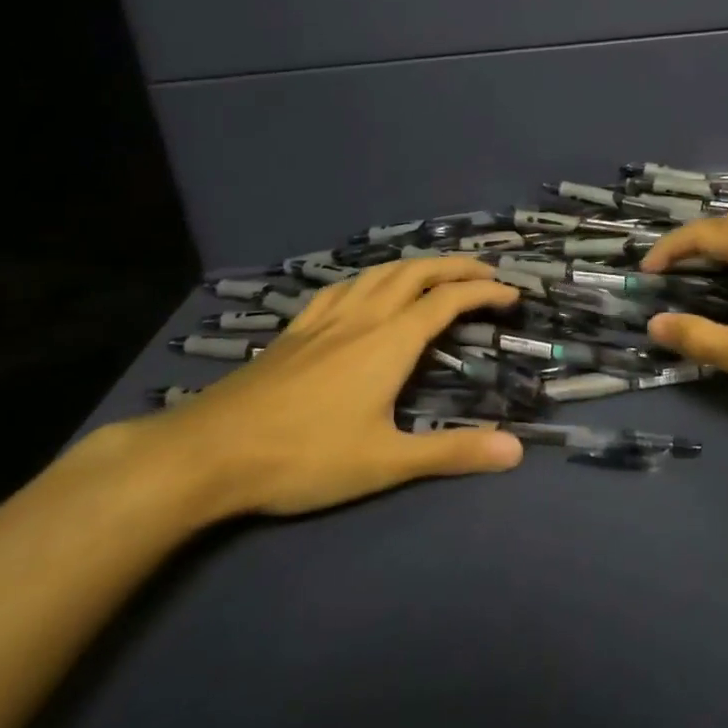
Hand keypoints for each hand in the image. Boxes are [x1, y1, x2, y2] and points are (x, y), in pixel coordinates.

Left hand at [141, 258, 524, 520]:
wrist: (210, 452)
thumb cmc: (304, 456)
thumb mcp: (385, 462)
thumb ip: (452, 453)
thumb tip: (517, 450)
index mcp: (390, 341)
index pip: (448, 300)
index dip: (484, 291)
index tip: (513, 294)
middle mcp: (363, 317)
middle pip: (416, 272)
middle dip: (456, 266)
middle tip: (485, 271)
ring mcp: (325, 319)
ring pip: (379, 273)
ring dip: (416, 265)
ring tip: (435, 273)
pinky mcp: (296, 330)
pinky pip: (342, 287)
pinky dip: (370, 277)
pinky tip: (365, 289)